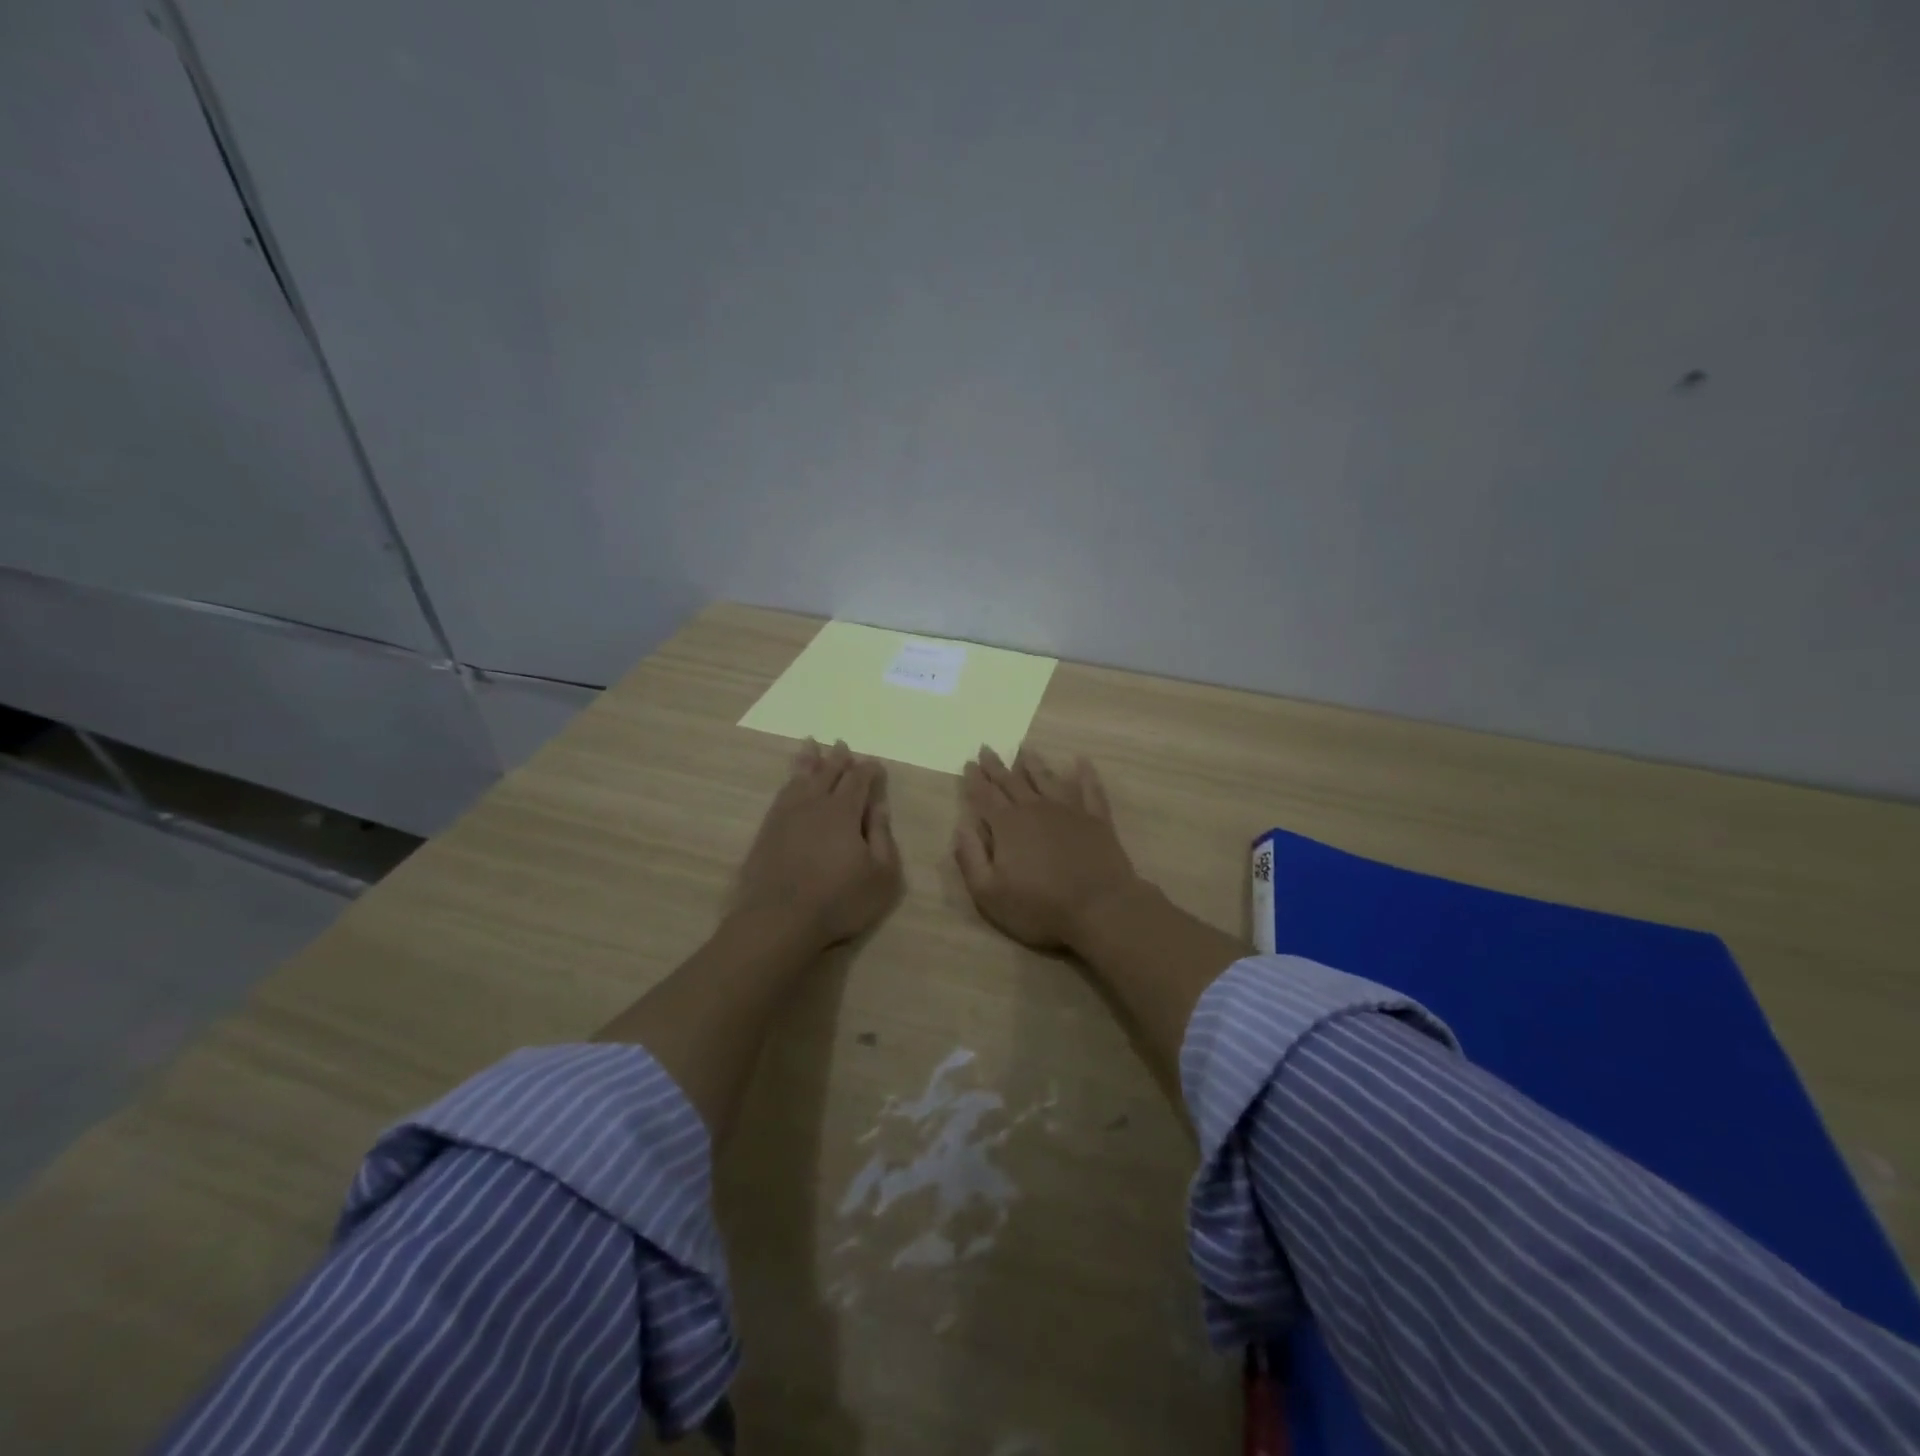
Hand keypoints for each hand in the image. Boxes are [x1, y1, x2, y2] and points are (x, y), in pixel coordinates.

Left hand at [735, 739, 902, 949]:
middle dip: (838, 758)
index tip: (876, 765)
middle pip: (827, 772)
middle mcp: (814, 804)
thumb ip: (883, 836)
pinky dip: (789, 782)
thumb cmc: (839, 900)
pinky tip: (790, 783)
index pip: (859, 780)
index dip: (869, 770)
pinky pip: (781, 795)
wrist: (778, 920)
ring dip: (809, 761)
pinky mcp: (767, 831)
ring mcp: (786, 816)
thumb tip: (880, 804)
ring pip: (800, 778)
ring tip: (810, 745)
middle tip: (842, 745)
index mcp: (844, 811)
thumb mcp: (881, 875)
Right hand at [953, 746, 1143, 950]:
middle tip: (986, 748)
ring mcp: (1069, 810)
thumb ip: (971, 858)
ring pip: (1047, 778)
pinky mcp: (1096, 819)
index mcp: (1007, 825)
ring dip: (1034, 764)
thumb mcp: (989, 893)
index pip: (985, 795)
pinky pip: (1089, 788)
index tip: (968, 763)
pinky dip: (1085, 773)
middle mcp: (1036, 808)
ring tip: (1025, 750)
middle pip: (1012, 781)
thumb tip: (961, 826)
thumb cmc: (1040, 906)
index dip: (974, 780)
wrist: (1100, 908)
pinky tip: (1081, 761)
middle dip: (996, 766)